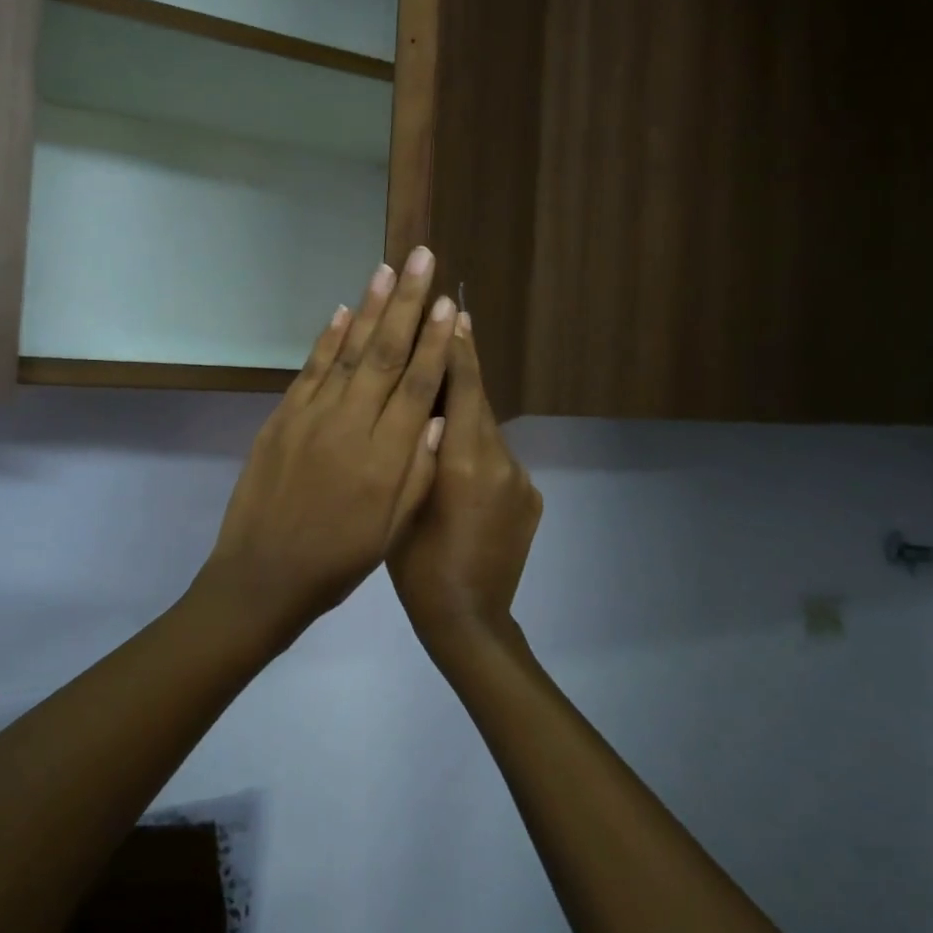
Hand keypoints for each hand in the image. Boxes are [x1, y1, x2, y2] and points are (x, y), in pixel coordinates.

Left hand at [193, 247, 458, 649]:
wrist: (262, 576)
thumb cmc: (338, 561)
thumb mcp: (391, 530)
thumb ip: (418, 471)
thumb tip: (438, 415)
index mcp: (384, 458)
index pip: (417, 385)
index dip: (436, 342)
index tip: (450, 304)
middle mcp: (349, 426)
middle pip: (385, 354)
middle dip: (408, 303)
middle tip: (422, 259)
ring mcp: (310, 417)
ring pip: (347, 351)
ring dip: (370, 308)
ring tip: (388, 269)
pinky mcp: (281, 418)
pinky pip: (310, 370)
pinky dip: (328, 338)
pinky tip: (343, 311)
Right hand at [387, 315, 542, 661]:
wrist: (469, 621)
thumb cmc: (417, 566)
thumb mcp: (402, 504)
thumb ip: (418, 454)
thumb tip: (429, 410)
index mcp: (464, 462)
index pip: (466, 390)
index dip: (460, 350)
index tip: (454, 312)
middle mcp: (501, 463)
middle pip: (480, 405)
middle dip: (463, 372)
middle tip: (447, 332)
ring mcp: (521, 482)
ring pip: (488, 435)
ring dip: (467, 418)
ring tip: (440, 409)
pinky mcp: (531, 500)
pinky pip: (500, 463)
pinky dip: (480, 454)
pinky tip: (459, 467)